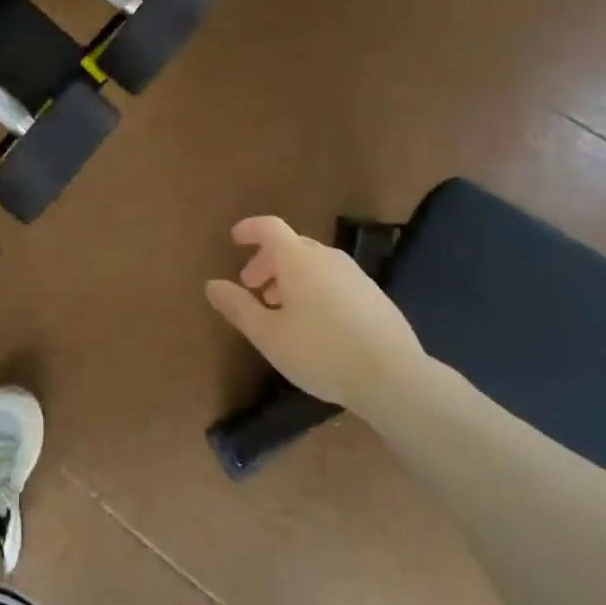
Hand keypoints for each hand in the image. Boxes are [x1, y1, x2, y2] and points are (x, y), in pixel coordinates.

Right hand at [206, 216, 427, 413]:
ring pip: (314, 264)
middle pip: (292, 245)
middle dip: (267, 261)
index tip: (235, 239)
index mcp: (298, 260)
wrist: (392, 376)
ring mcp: (355, 275)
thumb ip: (238, 307)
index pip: (269, 228)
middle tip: (252, 288)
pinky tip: (316, 323)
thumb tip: (212, 285)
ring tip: (281, 310)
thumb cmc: (320, 352)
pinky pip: (334, 279)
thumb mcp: (268, 335)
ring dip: (291, 277)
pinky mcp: (374, 295)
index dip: (249, 229)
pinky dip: (315, 288)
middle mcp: (327, 258)